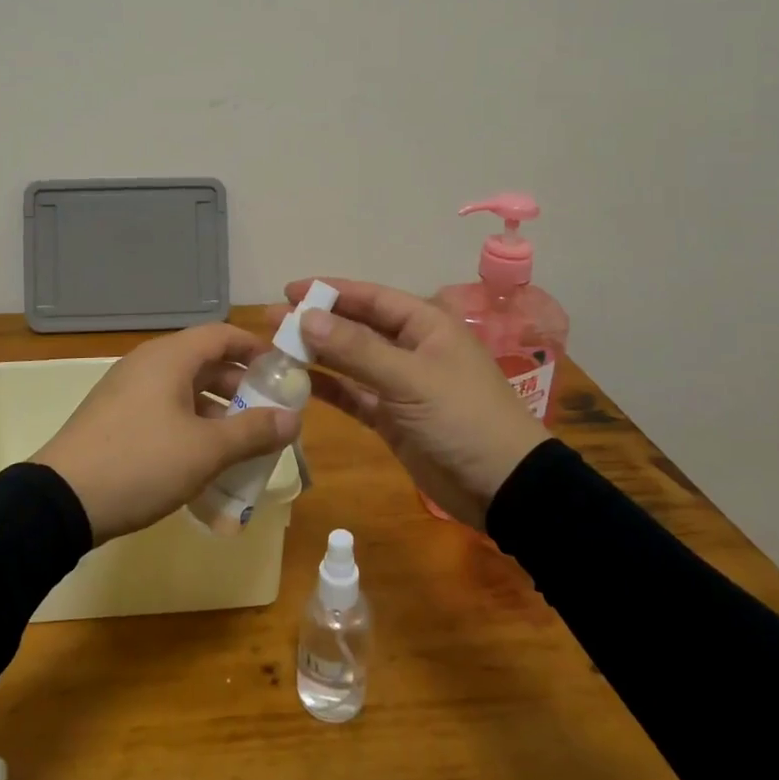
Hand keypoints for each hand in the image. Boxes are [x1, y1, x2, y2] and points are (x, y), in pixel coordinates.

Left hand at [31, 324, 301, 543]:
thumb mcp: (206, 450)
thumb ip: (253, 432)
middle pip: (204, 361)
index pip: (221, 334)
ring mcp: (127, 391)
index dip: (255, 348)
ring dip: (217, 410)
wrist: (62, 500)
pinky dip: (191, 424)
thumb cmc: (142, 463)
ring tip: (243, 442)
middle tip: (269, 413)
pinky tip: (203, 459)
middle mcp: (148, 364)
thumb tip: (294, 419)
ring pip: (184, 389)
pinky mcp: (115, 418)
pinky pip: (165, 409)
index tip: (283, 371)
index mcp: (169, 357)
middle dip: (240, 386)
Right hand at [284, 278, 545, 528]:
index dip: (331, 291)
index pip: (371, 297)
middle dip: (318, 323)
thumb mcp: (410, 379)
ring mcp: (401, 385)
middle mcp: (411, 348)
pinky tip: (298, 384)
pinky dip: (329, 389)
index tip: (289, 290)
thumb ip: (356, 349)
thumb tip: (307, 316)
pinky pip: (354, 395)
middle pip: (357, 327)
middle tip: (272, 322)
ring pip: (351, 362)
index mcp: (425, 325)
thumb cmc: (463, 419)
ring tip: (276, 349)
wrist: (506, 488)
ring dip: (318, 355)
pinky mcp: (393, 418)